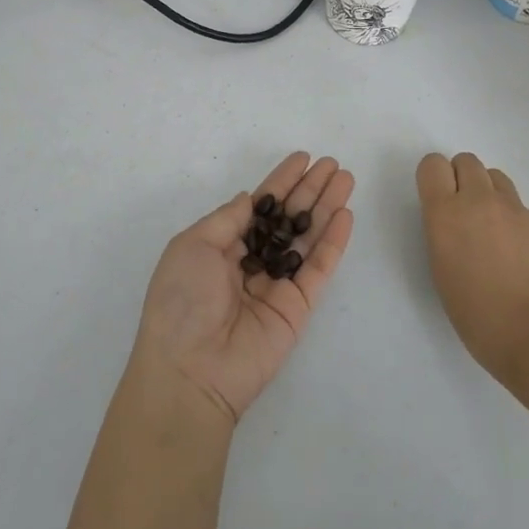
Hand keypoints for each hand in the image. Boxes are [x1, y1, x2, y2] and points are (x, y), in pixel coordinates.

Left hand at [134, 152, 354, 423]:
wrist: (190, 369)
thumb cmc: (181, 301)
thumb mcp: (192, 246)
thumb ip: (227, 220)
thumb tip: (250, 198)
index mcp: (222, 247)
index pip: (259, 206)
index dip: (281, 182)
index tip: (302, 158)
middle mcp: (252, 261)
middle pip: (289, 218)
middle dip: (310, 190)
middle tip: (333, 164)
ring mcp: (278, 284)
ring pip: (308, 237)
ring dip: (327, 207)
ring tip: (347, 179)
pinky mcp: (299, 306)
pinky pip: (319, 268)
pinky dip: (333, 242)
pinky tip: (345, 215)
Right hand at [416, 152, 528, 378]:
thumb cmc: (476, 313)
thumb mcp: (441, 269)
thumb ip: (442, 232)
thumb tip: (452, 221)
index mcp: (446, 213)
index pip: (432, 165)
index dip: (432, 177)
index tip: (434, 199)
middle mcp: (479, 200)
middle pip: (466, 160)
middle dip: (459, 177)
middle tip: (459, 210)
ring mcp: (513, 209)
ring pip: (494, 175)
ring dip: (485, 189)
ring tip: (486, 223)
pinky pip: (515, 202)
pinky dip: (507, 212)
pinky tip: (510, 246)